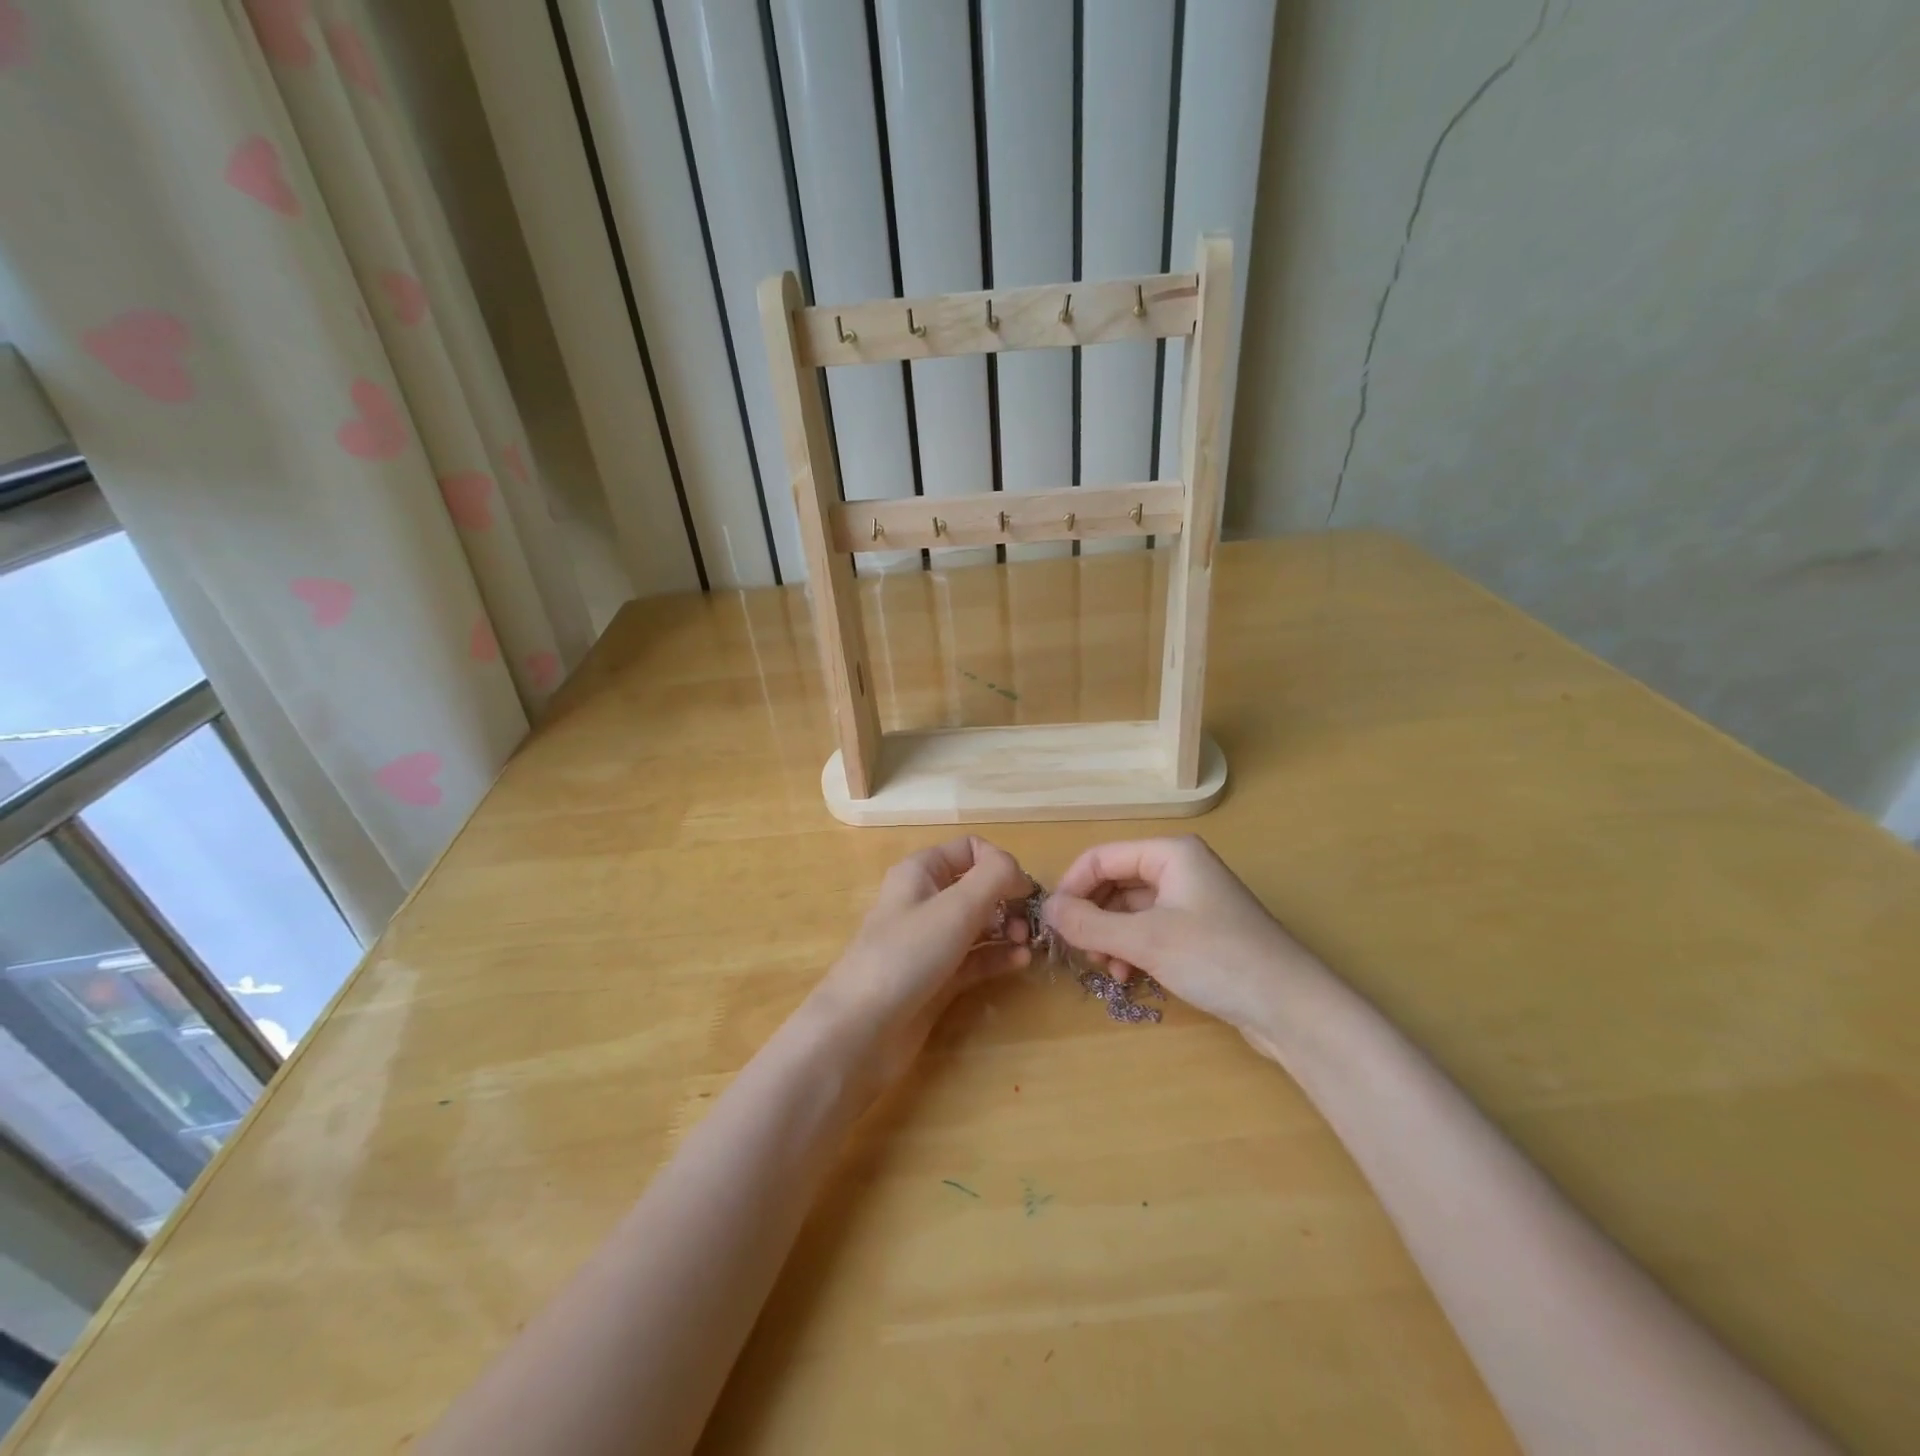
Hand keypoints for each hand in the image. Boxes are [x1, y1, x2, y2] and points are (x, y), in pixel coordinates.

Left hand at [807, 836, 1033, 1091]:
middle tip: (1029, 923)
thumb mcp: (956, 906)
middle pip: (977, 887)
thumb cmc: (907, 953)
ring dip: (1007, 929)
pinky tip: (1020, 962)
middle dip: (1007, 900)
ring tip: (1026, 944)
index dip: (999, 863)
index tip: (1022, 889)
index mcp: (921, 872)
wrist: (862, 1029)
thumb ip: (995, 877)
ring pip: (979, 925)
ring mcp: (930, 942)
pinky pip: (975, 959)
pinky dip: (998, 957)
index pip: (969, 849)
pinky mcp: (937, 978)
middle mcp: (925, 901)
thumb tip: (1018, 872)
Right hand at [1043, 836, 1326, 1042]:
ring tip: (1106, 970)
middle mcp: (1179, 869)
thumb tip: (1044, 909)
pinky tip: (1128, 977)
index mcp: (1169, 854)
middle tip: (1079, 953)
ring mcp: (1191, 902)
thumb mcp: (1145, 940)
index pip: (1101, 857)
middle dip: (1092, 917)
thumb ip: (1088, 924)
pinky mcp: (1199, 933)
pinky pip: (1149, 931)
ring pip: (1129, 911)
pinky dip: (1131, 950)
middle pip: (1114, 883)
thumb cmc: (1217, 959)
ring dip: (1109, 938)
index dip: (1072, 887)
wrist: (1293, 1008)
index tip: (1051, 924)